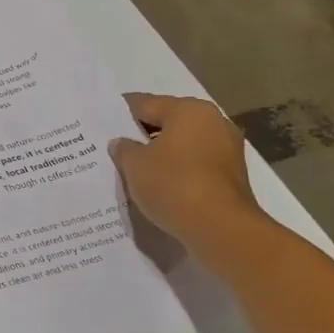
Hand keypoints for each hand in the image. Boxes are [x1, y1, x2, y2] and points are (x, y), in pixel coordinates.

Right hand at [109, 93, 261, 248]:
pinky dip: (177, 169)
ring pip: (183, 144)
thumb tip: (121, 143)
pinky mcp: (231, 175)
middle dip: (142, 133)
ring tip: (134, 167)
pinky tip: (158, 183)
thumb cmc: (174, 185)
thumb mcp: (135, 165)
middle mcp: (213, 122)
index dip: (121, 112)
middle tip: (116, 145)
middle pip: (168, 122)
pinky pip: (194, 164)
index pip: (145, 103)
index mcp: (189, 110)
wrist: (220, 228)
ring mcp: (226, 149)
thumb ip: (124, 149)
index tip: (102, 120)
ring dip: (161, 153)